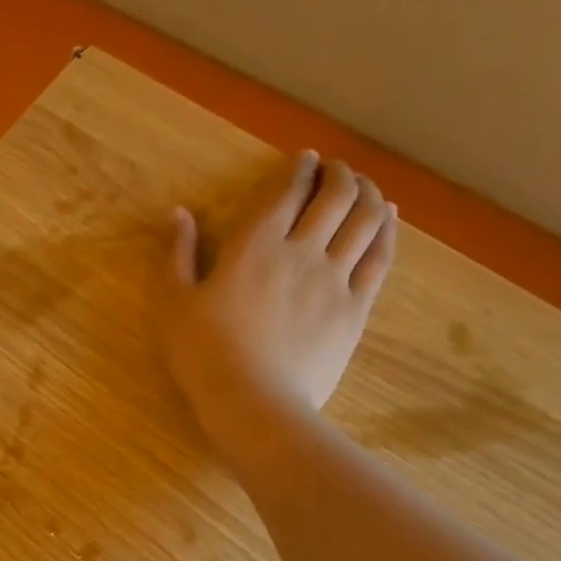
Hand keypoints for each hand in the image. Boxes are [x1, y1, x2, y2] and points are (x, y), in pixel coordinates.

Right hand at [159, 151, 397, 463]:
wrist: (252, 401)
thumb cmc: (203, 352)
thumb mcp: (172, 302)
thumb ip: (175, 253)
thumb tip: (177, 212)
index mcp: (255, 245)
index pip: (286, 191)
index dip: (299, 169)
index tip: (305, 159)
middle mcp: (302, 250)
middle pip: (334, 197)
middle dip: (338, 174)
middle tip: (336, 170)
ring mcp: (335, 279)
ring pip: (364, 220)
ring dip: (367, 194)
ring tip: (365, 187)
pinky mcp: (355, 308)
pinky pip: (379, 258)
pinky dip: (387, 231)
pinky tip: (388, 220)